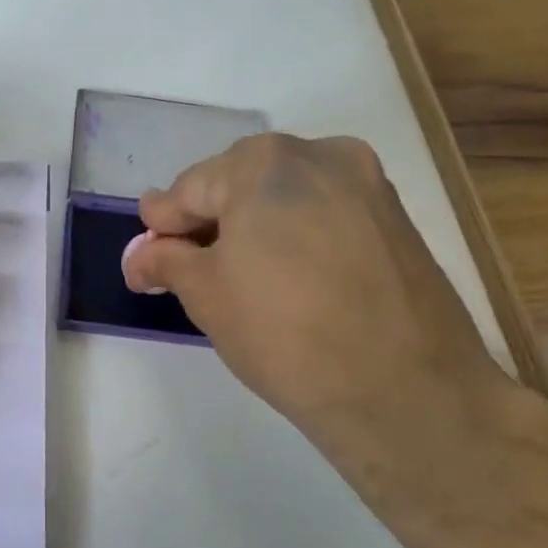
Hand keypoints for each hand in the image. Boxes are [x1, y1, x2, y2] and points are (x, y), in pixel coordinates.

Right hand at [122, 133, 521, 452]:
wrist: (407, 393)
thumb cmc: (285, 333)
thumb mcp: (205, 294)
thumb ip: (165, 260)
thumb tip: (140, 254)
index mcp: (263, 162)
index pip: (190, 188)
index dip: (163, 225)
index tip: (148, 256)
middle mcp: (319, 155)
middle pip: (239, 183)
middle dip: (210, 222)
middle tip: (191, 271)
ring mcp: (366, 184)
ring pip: (285, 197)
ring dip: (253, 227)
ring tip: (241, 278)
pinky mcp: (396, 218)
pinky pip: (324, 214)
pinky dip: (296, 236)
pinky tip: (288, 278)